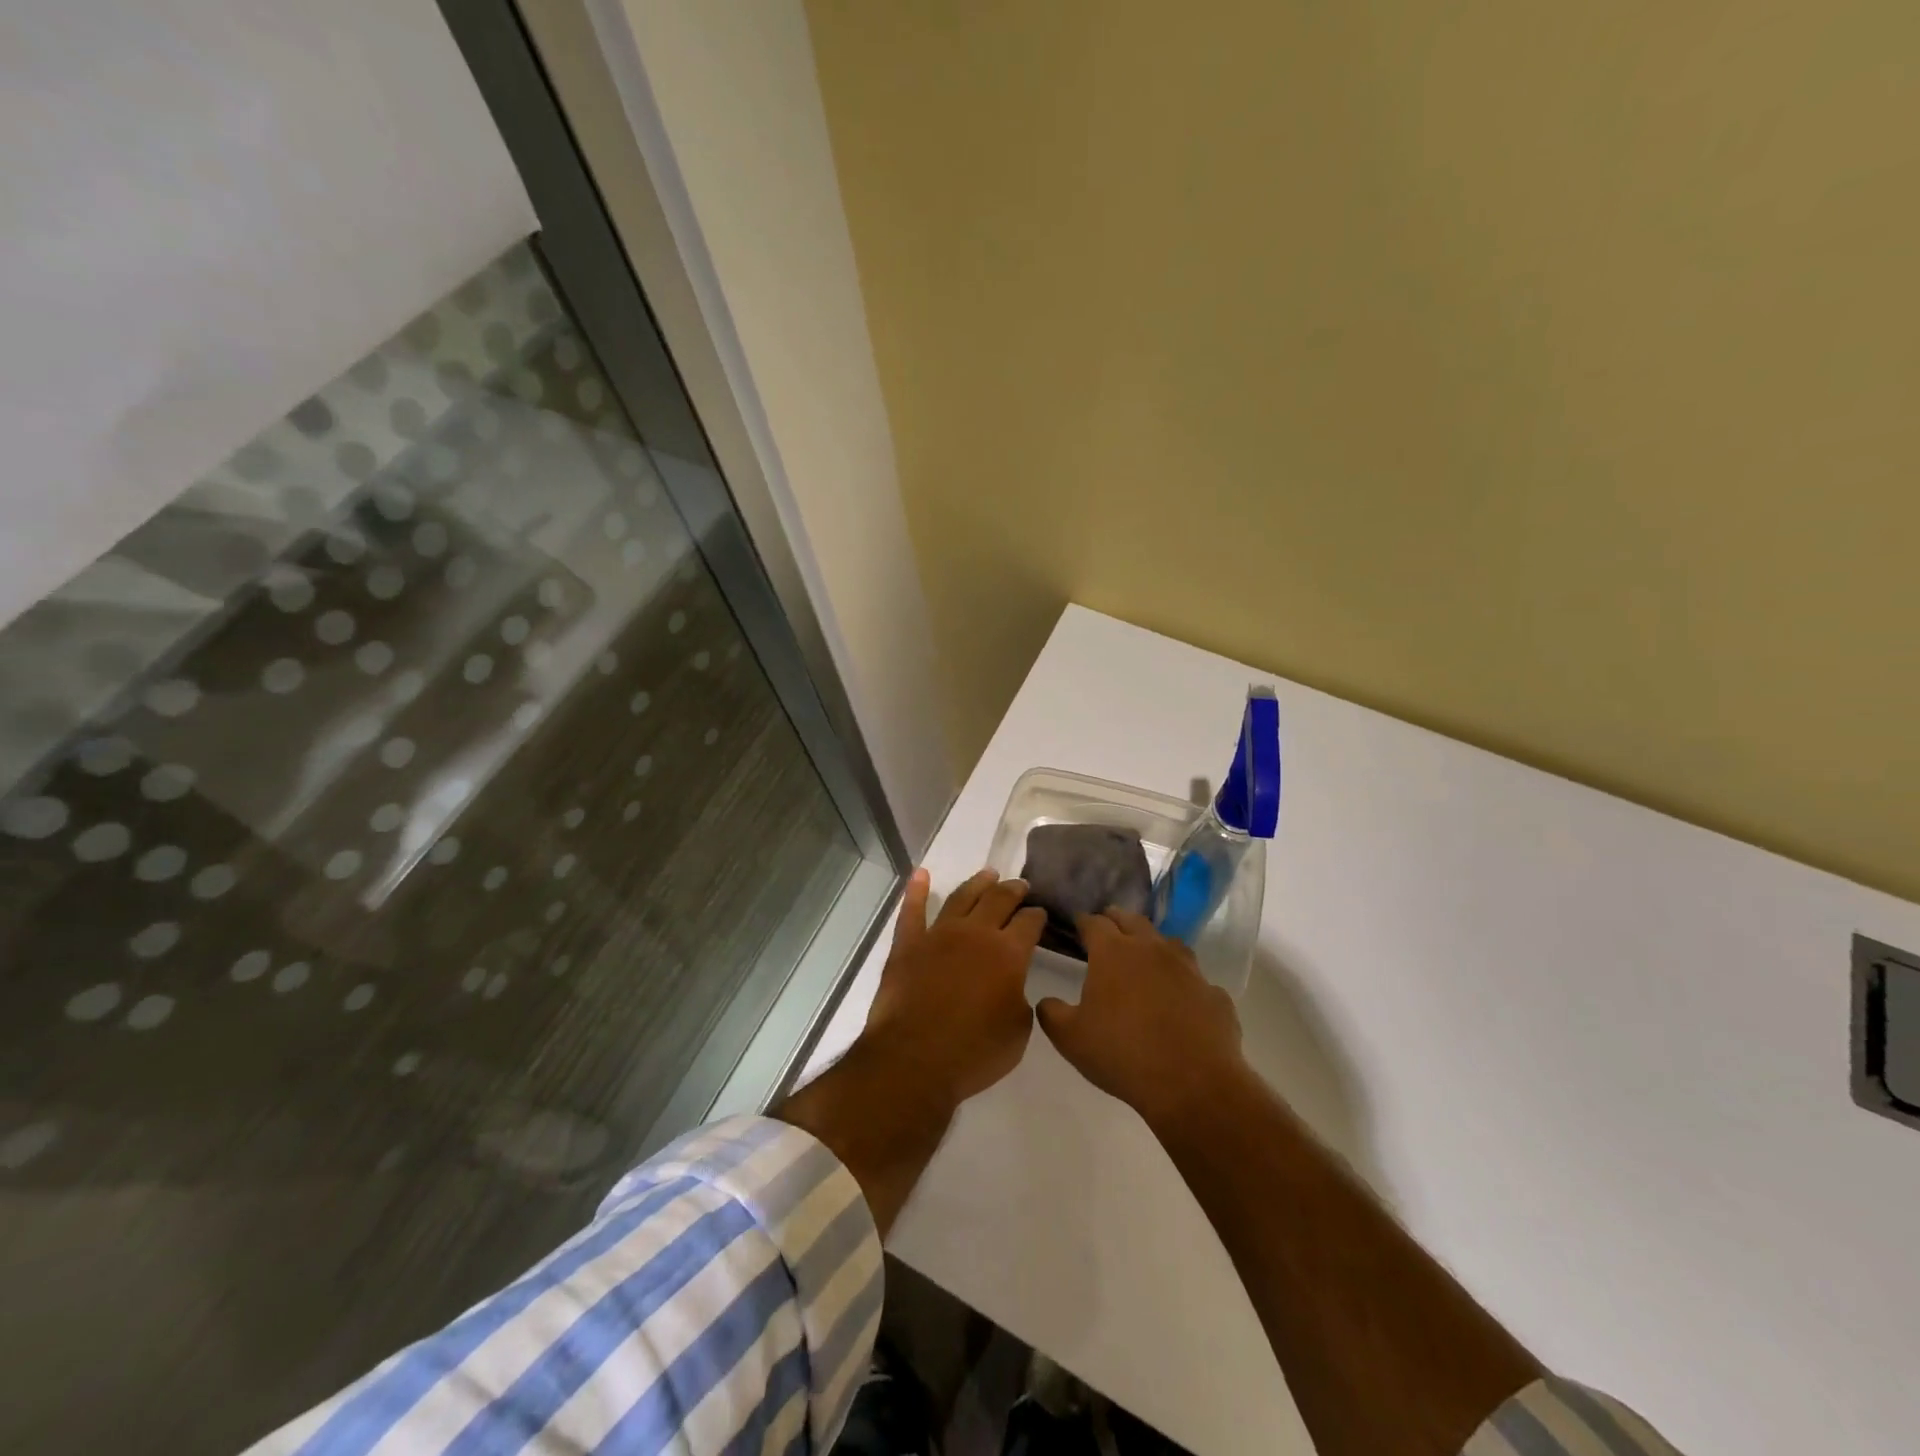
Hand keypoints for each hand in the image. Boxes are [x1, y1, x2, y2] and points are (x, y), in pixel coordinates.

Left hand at [859, 867, 1045, 1107]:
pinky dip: (916, 890)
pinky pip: (912, 910)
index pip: (1029, 922)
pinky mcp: (907, 944)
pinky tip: (921, 874)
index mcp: (1008, 953)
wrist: (913, 1060)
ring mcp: (938, 935)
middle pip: (998, 899)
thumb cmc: (974, 1053)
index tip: (1040, 913)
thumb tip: (1010, 985)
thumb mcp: (1018, 1032)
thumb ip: (1019, 998)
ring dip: (977, 883)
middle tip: (1020, 885)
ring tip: (988, 874)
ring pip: (961, 897)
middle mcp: (975, 933)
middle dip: (1013, 890)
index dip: (1037, 916)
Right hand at [1036, 908, 1248, 1131]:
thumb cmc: (1122, 1054)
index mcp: (1113, 952)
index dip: (1083, 921)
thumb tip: (1046, 1001)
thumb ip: (1052, 1013)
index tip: (1077, 925)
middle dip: (1116, 920)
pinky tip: (1180, 1000)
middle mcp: (1151, 949)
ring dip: (1152, 944)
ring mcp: (1188, 969)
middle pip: (1132, 920)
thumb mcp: (1070, 1038)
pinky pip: (1195, 979)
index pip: (1094, 923)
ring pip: (1168, 943)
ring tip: (1144, 957)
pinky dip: (1183, 983)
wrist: (1193, 1084)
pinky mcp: (1214, 993)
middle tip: (1107, 928)